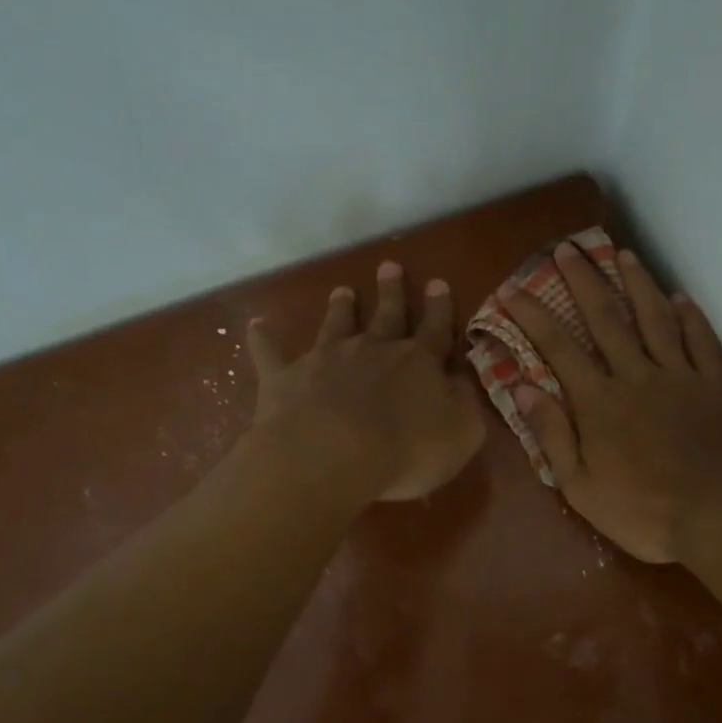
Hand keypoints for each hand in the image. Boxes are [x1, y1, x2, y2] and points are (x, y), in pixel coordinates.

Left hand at [248, 262, 484, 501]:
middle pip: (386, 315)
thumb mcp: (460, 433)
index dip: (439, 308)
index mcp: (419, 362)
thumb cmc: (406, 451)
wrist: (332, 456)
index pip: (436, 329)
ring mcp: (327, 359)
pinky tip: (256, 325)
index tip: (437, 283)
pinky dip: (264, 338)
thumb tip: (461, 380)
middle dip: (391, 292)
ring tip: (342, 290)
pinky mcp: (286, 377)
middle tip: (389, 266)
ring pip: (336, 324)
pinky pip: (272, 352)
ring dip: (341, 307)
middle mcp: (373, 349)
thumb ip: (464, 404)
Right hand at [505, 242, 721, 562]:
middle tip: (567, 248)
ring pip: (656, 318)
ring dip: (637, 283)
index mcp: (600, 402)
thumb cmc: (644, 512)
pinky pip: (702, 340)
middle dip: (583, 280)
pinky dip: (691, 316)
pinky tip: (681, 298)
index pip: (558, 348)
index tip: (512, 289)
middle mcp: (638, 376)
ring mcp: (682, 376)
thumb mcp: (581, 487)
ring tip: (623, 254)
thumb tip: (522, 386)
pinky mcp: (717, 384)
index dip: (532, 315)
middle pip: (607, 318)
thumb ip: (551, 434)